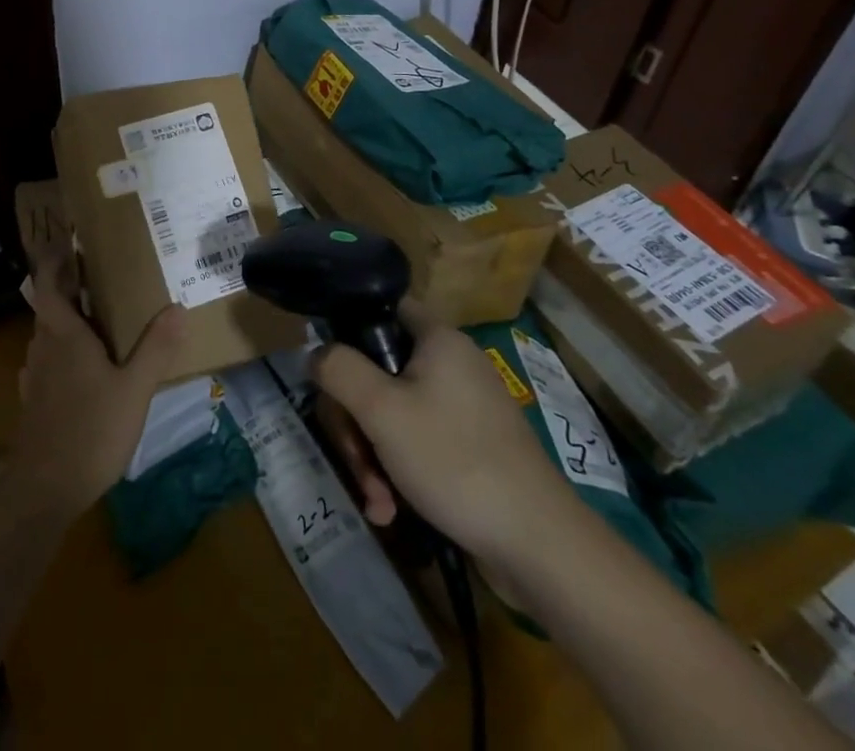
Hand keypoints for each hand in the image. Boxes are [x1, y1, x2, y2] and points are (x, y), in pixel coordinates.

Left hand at [8, 215, 186, 517]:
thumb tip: (177, 307)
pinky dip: (63, 353)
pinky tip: (84, 369)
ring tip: (97, 320)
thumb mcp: (134, 390)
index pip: (48, 285)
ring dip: (66, 322)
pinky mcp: (33, 402)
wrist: (44, 490)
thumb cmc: (90, 431)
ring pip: (48, 336)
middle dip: (69, 290)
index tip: (68, 245)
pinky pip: (48, 363)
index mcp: (64, 335)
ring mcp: (34, 377)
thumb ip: (156, 349)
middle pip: (49, 308)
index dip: (54, 263)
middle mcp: (43, 348)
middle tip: (98, 279)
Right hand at [313, 298, 577, 563]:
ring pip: (392, 413)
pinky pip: (416, 442)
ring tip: (377, 500)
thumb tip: (315, 352)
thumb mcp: (381, 410)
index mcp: (437, 339)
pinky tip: (391, 510)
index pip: (381, 307)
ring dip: (372, 456)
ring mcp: (462, 408)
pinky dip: (397, 472)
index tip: (331, 374)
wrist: (539, 547)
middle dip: (356, 420)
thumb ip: (339, 369)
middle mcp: (451, 364)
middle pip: (378, 371)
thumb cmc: (455, 461)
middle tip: (355, 458)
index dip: (348, 332)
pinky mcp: (469, 447)